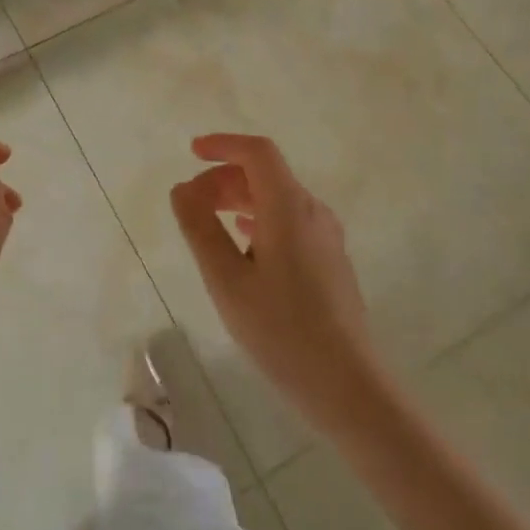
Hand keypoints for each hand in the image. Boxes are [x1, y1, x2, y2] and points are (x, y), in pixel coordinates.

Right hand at [170, 133, 380, 436]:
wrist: (347, 384)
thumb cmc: (281, 330)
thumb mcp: (227, 280)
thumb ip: (200, 229)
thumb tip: (182, 189)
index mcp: (289, 207)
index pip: (258, 153)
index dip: (224, 144)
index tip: (192, 152)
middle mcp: (313, 211)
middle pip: (266, 174)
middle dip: (224, 178)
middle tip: (190, 202)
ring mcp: (326, 236)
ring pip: (278, 198)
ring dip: (240, 199)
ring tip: (208, 221)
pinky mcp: (330, 259)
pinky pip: (290, 220)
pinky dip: (259, 218)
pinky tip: (243, 242)